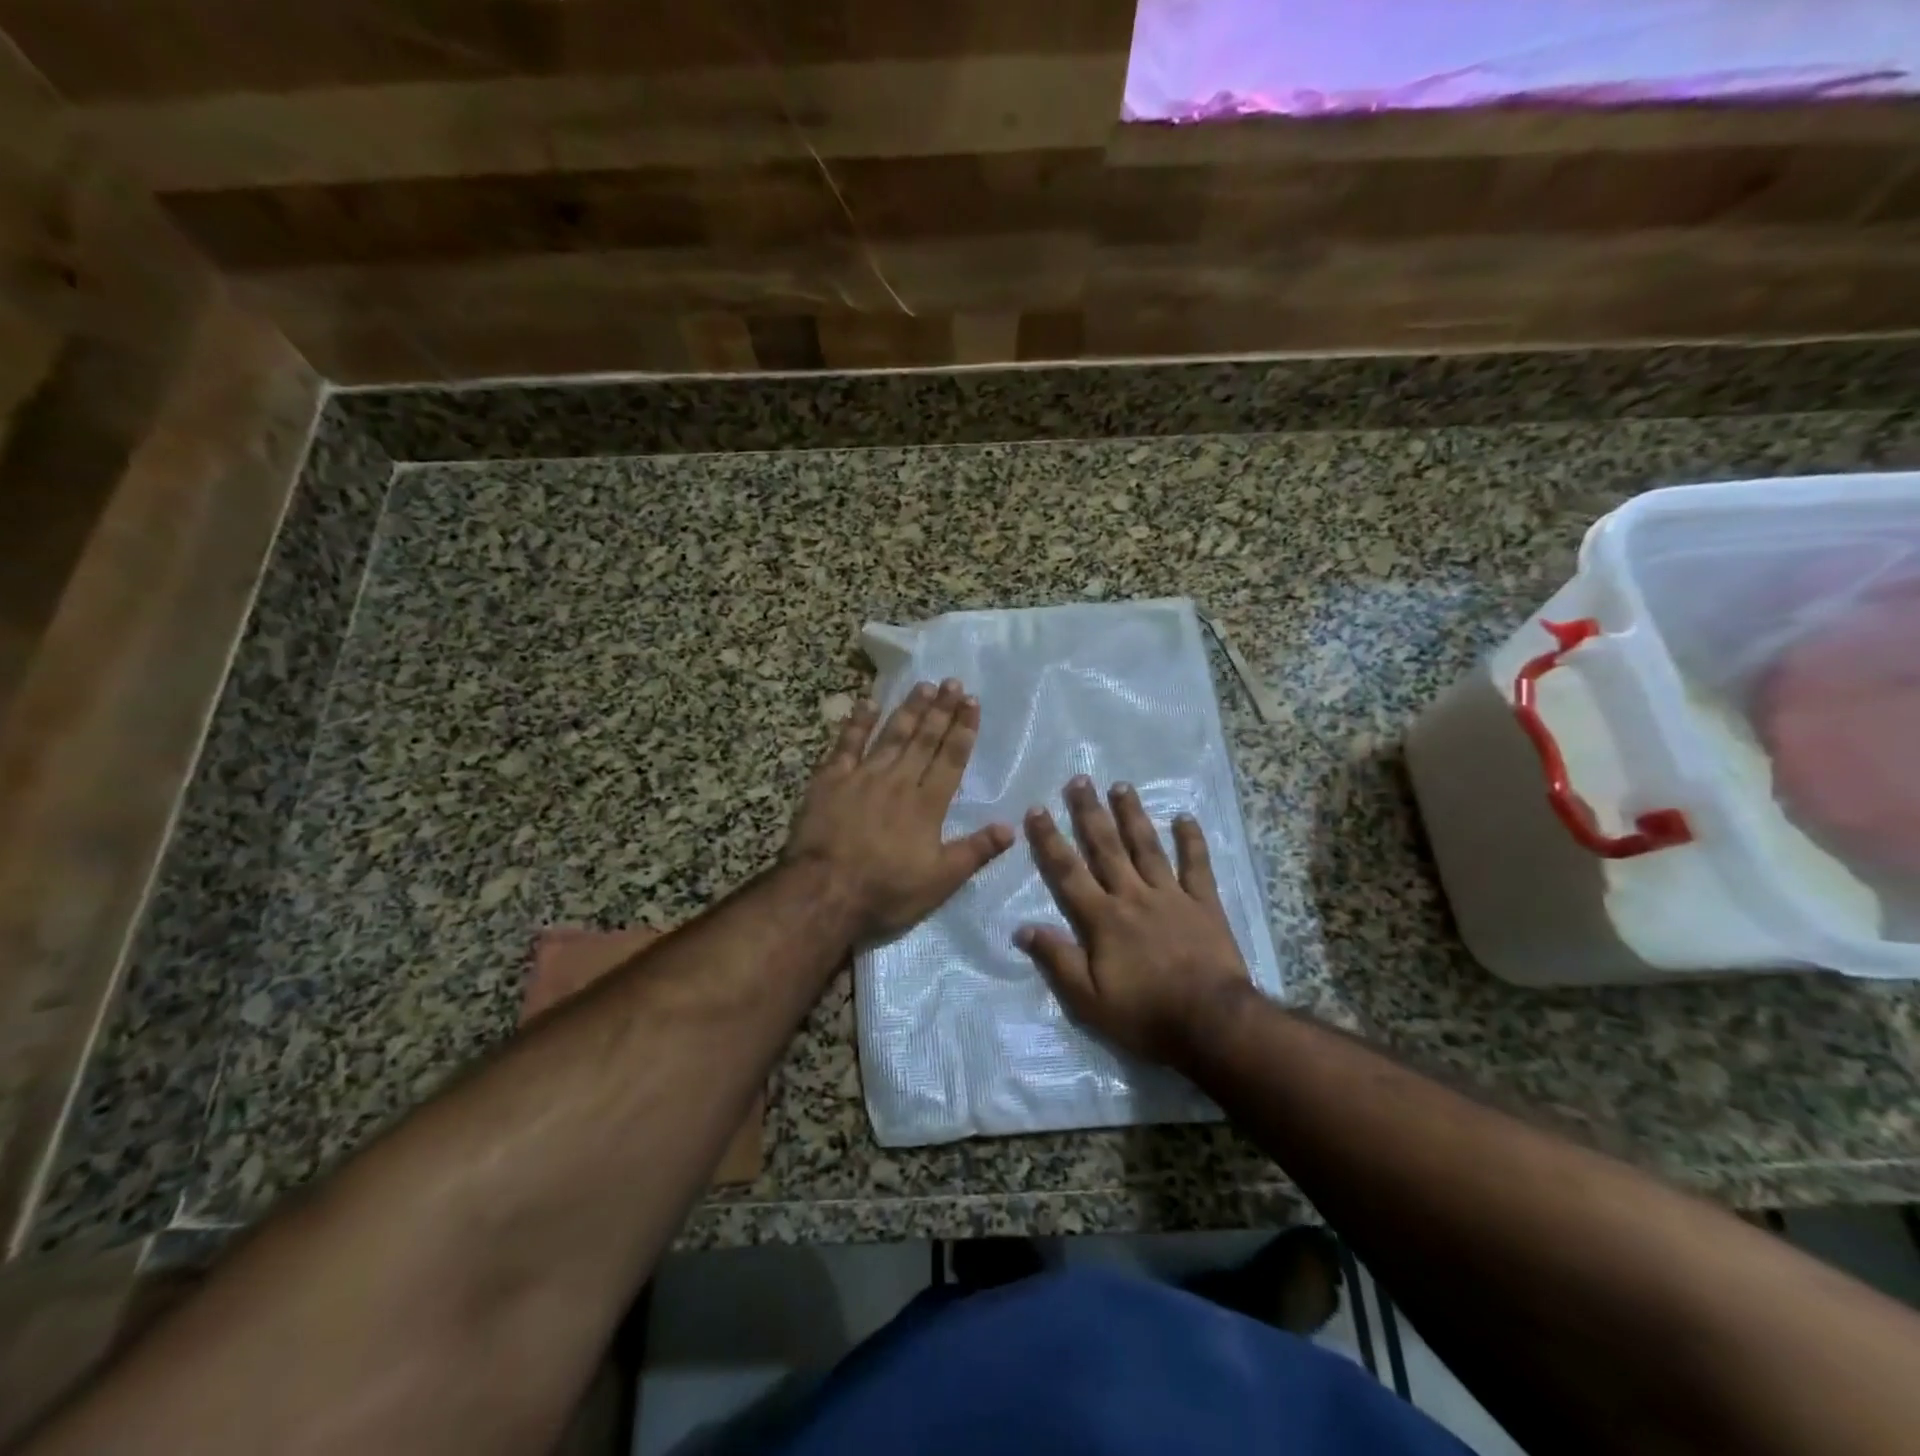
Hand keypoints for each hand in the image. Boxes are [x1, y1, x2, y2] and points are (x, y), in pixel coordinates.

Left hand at [785, 679, 1013, 943]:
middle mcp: (899, 781)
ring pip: (891, 735)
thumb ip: (976, 851)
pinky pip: (847, 744)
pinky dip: (858, 723)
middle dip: (941, 710)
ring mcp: (863, 777)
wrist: (824, 893)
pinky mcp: (830, 781)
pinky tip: (867, 704)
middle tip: (953, 683)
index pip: (951, 759)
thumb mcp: (940, 881)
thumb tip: (1012, 827)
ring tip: (924, 686)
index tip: (972, 703)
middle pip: (924, 740)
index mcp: (927, 805)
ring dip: (909, 709)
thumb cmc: (886, 892)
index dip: (963, 730)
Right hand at [1017, 777, 1251, 1064]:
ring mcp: (1171, 896)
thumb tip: (1022, 928)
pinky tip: (1185, 817)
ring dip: (1133, 815)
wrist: (1212, 1023)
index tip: (1037, 809)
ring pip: (1147, 847)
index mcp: (1103, 919)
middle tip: (1080, 780)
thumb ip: (1057, 960)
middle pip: (1106, 847)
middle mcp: (1133, 896)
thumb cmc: (1145, 1015)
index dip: (1050, 840)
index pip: (1068, 872)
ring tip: (1122, 785)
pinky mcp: (1204, 904)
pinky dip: (1191, 840)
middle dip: (1090, 813)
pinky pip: (1197, 865)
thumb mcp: (1089, 1001)